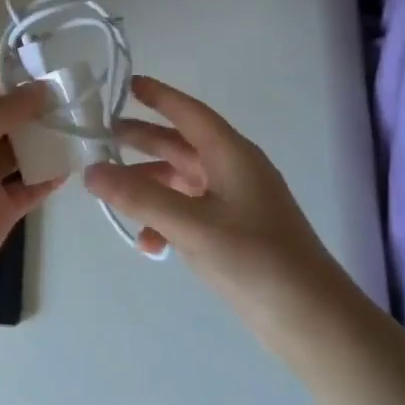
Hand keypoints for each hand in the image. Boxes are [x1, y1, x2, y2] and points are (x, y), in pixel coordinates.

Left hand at [0, 50, 60, 320]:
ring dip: (48, 135)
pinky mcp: (0, 209)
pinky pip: (31, 184)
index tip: (38, 49)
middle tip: (75, 87)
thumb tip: (41, 89)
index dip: (0, 61)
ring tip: (84, 121)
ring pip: (22, 146)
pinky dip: (51, 174)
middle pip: (4, 111)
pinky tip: (76, 163)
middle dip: (35, 98)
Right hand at [85, 76, 347, 339]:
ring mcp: (236, 203)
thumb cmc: (256, 260)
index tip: (129, 83)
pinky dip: (166, 221)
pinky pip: (190, 214)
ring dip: (149, 184)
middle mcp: (234, 172)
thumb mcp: (193, 226)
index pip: (190, 113)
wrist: (313, 322)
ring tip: (111, 191)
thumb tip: (91, 171)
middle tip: (103, 136)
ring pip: (182, 181)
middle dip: (144, 140)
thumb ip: (140, 198)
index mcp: (232, 155)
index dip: (160, 96)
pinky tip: (149, 243)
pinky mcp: (235, 233)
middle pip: (181, 145)